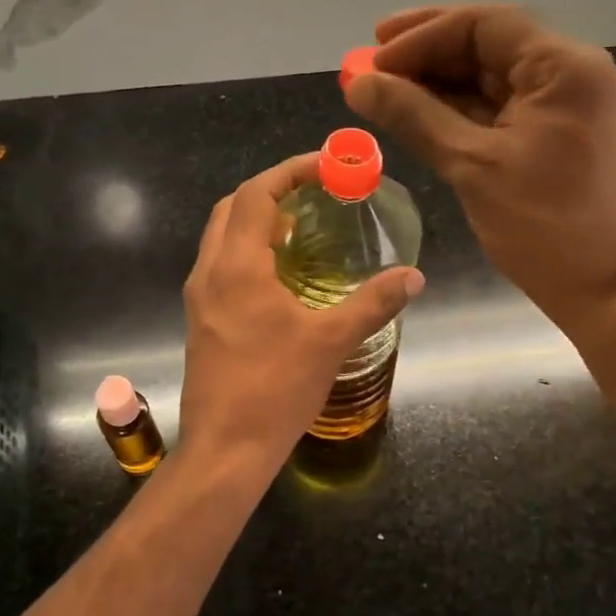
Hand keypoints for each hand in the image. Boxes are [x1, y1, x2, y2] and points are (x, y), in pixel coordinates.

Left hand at [179, 153, 423, 473]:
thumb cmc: (275, 389)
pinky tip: (285, 274)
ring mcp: (200, 297)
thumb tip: (414, 276)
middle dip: (274, 190)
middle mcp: (210, 271)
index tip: (328, 166)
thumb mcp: (331, 341)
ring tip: (307, 227)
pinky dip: (252, 250)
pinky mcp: (203, 319)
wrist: (225, 449)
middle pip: (234, 207)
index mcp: (236, 266)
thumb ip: (373, 302)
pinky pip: (224, 264)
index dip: (291, 171)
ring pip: (224, 236)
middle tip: (318, 193)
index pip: (256, 193)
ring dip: (260, 220)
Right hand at [344, 5, 615, 330]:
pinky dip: (462, 112)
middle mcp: (573, 74)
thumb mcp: (473, 167)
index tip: (371, 56)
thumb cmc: (546, 228)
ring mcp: (569, 107)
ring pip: (494, 79)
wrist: (608, 293)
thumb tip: (359, 82)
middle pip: (490, 45)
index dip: (422, 36)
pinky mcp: (561, 138)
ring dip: (440, 84)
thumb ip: (414, 116)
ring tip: (384, 91)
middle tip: (369, 65)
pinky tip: (420, 116)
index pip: (484, 25)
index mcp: (564, 67)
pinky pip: (505, 111)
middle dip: (427, 54)